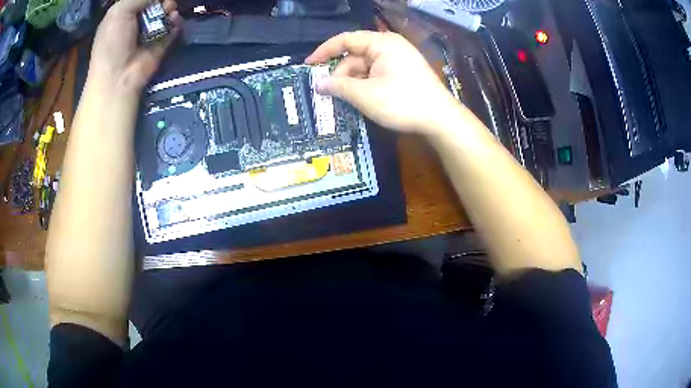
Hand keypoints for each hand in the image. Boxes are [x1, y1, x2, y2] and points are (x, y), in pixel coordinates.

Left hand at [89, 0, 181, 93]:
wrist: (118, 76)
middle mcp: (136, 22)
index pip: (139, 0)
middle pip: (155, 4)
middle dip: (161, 0)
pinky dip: (176, 21)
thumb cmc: (112, 42)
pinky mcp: (161, 43)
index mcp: (123, 15)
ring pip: (165, 12)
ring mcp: (150, 33)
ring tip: (169, 10)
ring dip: (170, 8)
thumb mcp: (119, 12)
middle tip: (163, 2)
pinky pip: (173, 27)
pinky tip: (174, 20)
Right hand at [305, 31, 457, 134]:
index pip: (345, 40)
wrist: (440, 119)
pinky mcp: (403, 72)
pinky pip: (376, 74)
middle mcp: (389, 46)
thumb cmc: (403, 102)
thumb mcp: (365, 95)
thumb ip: (338, 87)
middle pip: (355, 56)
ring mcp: (398, 59)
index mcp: (381, 43)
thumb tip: (317, 83)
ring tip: (346, 101)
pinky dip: (366, 86)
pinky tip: (361, 100)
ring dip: (353, 83)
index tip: (308, 65)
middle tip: (329, 95)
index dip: (324, 51)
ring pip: (365, 67)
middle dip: (341, 74)